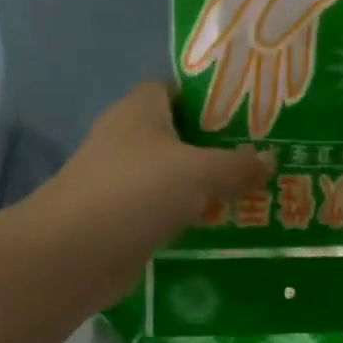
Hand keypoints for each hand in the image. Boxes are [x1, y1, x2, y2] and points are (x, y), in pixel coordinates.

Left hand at [23, 82, 270, 310]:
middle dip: (218, 144)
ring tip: (254, 189)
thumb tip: (269, 158)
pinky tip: (224, 225)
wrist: (74, 254)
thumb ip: (237, 164)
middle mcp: (128, 138)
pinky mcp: (124, 217)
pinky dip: (190, 215)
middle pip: (180, 133)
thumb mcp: (199, 172)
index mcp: (139, 110)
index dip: (210, 96)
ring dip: (207, 184)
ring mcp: (123, 180)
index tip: (248, 111)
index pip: (176, 88)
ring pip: (175, 174)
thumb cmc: (136, 192)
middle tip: (262, 153)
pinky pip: (166, 208)